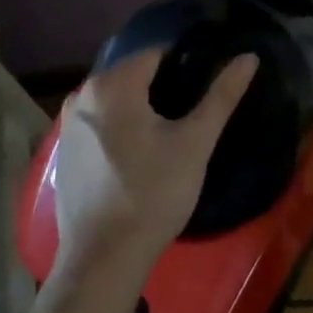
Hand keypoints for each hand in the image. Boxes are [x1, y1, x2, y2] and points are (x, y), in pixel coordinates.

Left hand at [52, 49, 257, 283]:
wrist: (103, 258)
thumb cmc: (153, 194)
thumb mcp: (195, 142)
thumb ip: (222, 95)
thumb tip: (249, 57)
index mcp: (112, 84)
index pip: (156, 54)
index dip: (184, 66)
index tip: (202, 90)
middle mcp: (82, 94)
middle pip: (132, 74)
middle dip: (161, 86)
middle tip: (188, 115)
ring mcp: (68, 123)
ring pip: (115, 98)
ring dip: (139, 107)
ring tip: (167, 134)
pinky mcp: (63, 150)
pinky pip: (99, 122)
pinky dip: (119, 126)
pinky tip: (138, 154)